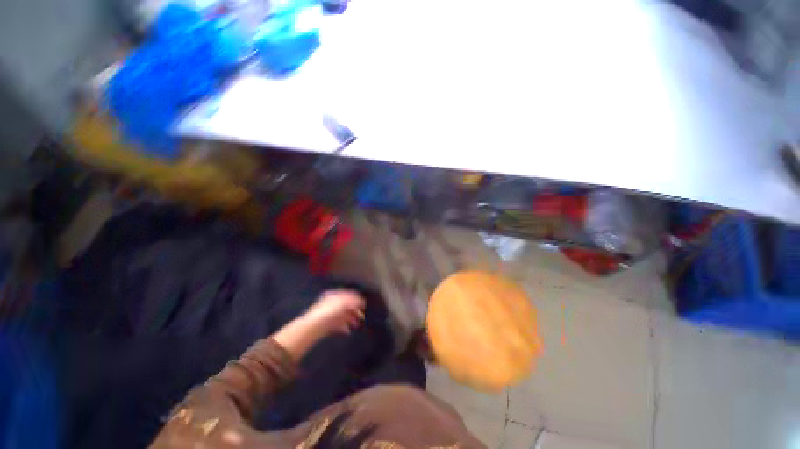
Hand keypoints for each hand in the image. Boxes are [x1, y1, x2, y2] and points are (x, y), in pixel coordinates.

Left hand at [303, 290, 365, 335]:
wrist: (313, 327)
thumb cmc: (329, 311)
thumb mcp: (344, 303)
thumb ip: (354, 301)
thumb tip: (362, 301)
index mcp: (334, 295)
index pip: (348, 294)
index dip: (357, 298)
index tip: (364, 304)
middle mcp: (331, 303)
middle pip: (346, 305)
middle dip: (355, 310)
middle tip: (363, 315)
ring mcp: (329, 315)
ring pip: (343, 316)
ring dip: (351, 319)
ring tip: (357, 324)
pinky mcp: (327, 325)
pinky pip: (338, 325)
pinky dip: (344, 327)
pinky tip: (348, 331)